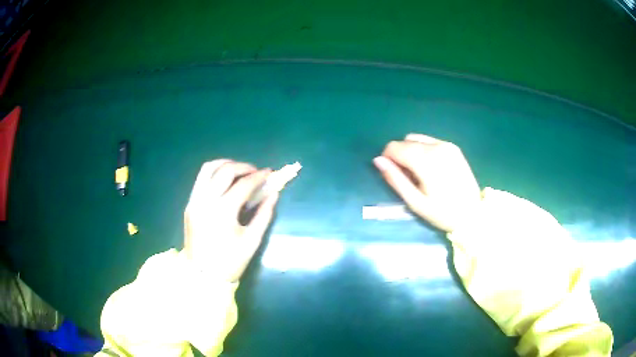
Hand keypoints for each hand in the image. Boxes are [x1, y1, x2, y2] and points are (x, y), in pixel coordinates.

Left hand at [183, 160, 278, 281]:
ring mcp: (194, 200)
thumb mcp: (252, 240)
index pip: (244, 184)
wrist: (203, 275)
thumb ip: (264, 214)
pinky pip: (201, 179)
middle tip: (256, 172)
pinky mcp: (189, 204)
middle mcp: (206, 200)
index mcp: (223, 211)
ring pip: (208, 168)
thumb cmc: (230, 261)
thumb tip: (274, 193)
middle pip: (225, 170)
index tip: (270, 173)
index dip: (259, 177)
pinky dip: (214, 173)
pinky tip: (225, 180)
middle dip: (243, 166)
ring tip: (239, 170)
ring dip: (226, 164)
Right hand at [373, 134, 480, 231]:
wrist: (473, 214)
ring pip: (416, 139)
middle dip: (399, 156)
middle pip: (405, 142)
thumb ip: (395, 179)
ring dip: (411, 152)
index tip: (393, 175)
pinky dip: (423, 150)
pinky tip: (430, 168)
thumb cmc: (442, 212)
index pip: (395, 147)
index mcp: (426, 160)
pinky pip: (429, 141)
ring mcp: (446, 145)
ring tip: (419, 173)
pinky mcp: (453, 147)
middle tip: (408, 178)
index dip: (387, 159)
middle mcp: (436, 146)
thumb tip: (377, 160)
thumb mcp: (415, 202)